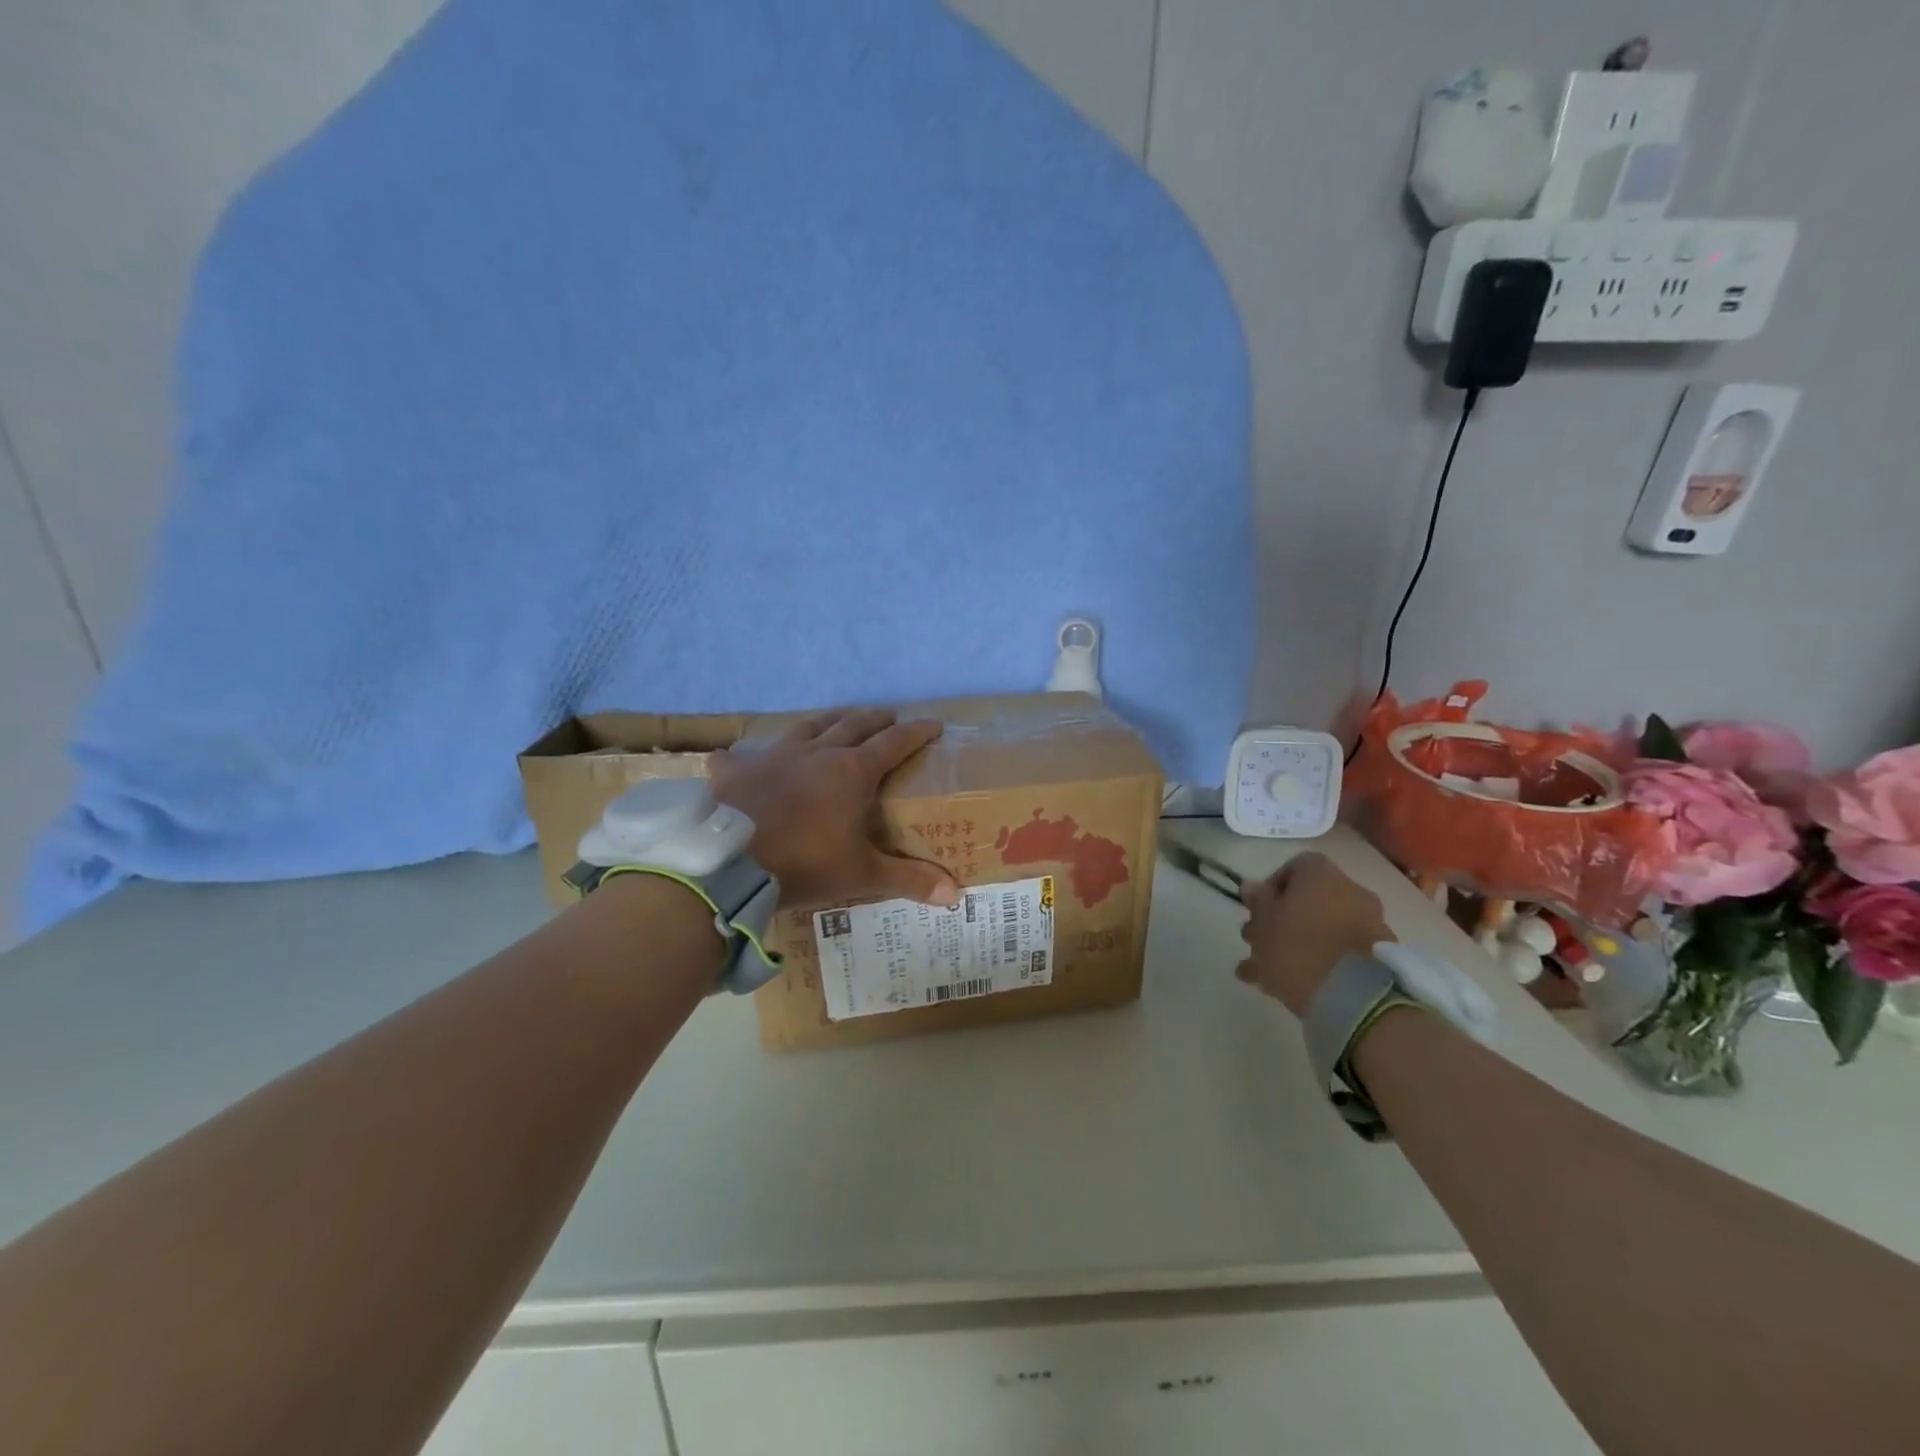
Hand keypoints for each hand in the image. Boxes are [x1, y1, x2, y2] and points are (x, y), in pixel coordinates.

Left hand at [709, 707, 957, 910]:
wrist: (729, 865)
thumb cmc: (804, 864)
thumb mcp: (861, 875)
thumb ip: (908, 879)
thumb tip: (956, 895)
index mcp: (852, 771)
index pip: (894, 742)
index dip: (916, 732)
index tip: (934, 725)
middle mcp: (817, 752)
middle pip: (854, 724)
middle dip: (876, 719)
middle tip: (891, 717)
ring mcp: (775, 755)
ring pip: (809, 726)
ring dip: (829, 720)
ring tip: (839, 720)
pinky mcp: (738, 769)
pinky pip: (743, 755)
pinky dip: (747, 755)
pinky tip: (739, 757)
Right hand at [1236, 852, 1394, 1016]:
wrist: (1356, 999)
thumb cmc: (1298, 949)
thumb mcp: (1264, 924)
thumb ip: (1258, 901)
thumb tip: (1252, 885)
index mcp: (1322, 875)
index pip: (1295, 866)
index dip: (1272, 887)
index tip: (1257, 910)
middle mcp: (1351, 892)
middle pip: (1309, 900)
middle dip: (1280, 920)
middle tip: (1257, 943)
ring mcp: (1369, 925)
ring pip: (1321, 929)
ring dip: (1294, 945)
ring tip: (1264, 974)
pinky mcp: (1378, 958)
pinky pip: (1339, 952)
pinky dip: (1317, 963)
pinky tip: (1287, 988)